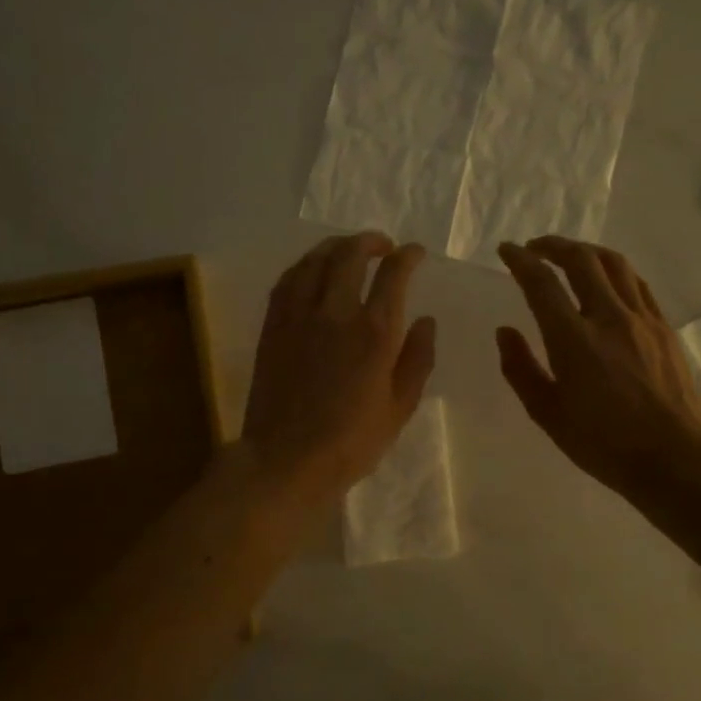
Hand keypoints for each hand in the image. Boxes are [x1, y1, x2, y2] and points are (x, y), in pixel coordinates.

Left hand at [241, 232, 436, 508]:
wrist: (287, 459)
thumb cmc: (351, 442)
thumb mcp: (400, 407)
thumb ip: (417, 359)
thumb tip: (427, 321)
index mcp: (374, 332)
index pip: (394, 274)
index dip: (408, 256)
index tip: (415, 253)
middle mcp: (336, 312)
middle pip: (350, 255)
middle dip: (371, 241)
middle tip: (383, 246)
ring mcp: (298, 316)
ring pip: (315, 260)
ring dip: (336, 246)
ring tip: (348, 249)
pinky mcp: (273, 326)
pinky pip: (287, 280)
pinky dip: (304, 266)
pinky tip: (311, 270)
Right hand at [496, 237, 700, 500]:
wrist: (674, 457)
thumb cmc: (603, 443)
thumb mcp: (547, 414)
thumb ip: (521, 369)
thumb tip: (505, 331)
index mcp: (573, 340)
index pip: (541, 283)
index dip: (520, 260)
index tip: (506, 250)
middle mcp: (608, 318)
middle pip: (581, 259)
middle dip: (553, 245)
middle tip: (535, 248)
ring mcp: (642, 319)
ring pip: (614, 263)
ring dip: (586, 251)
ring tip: (570, 256)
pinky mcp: (664, 328)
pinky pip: (637, 283)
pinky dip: (614, 270)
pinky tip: (607, 280)